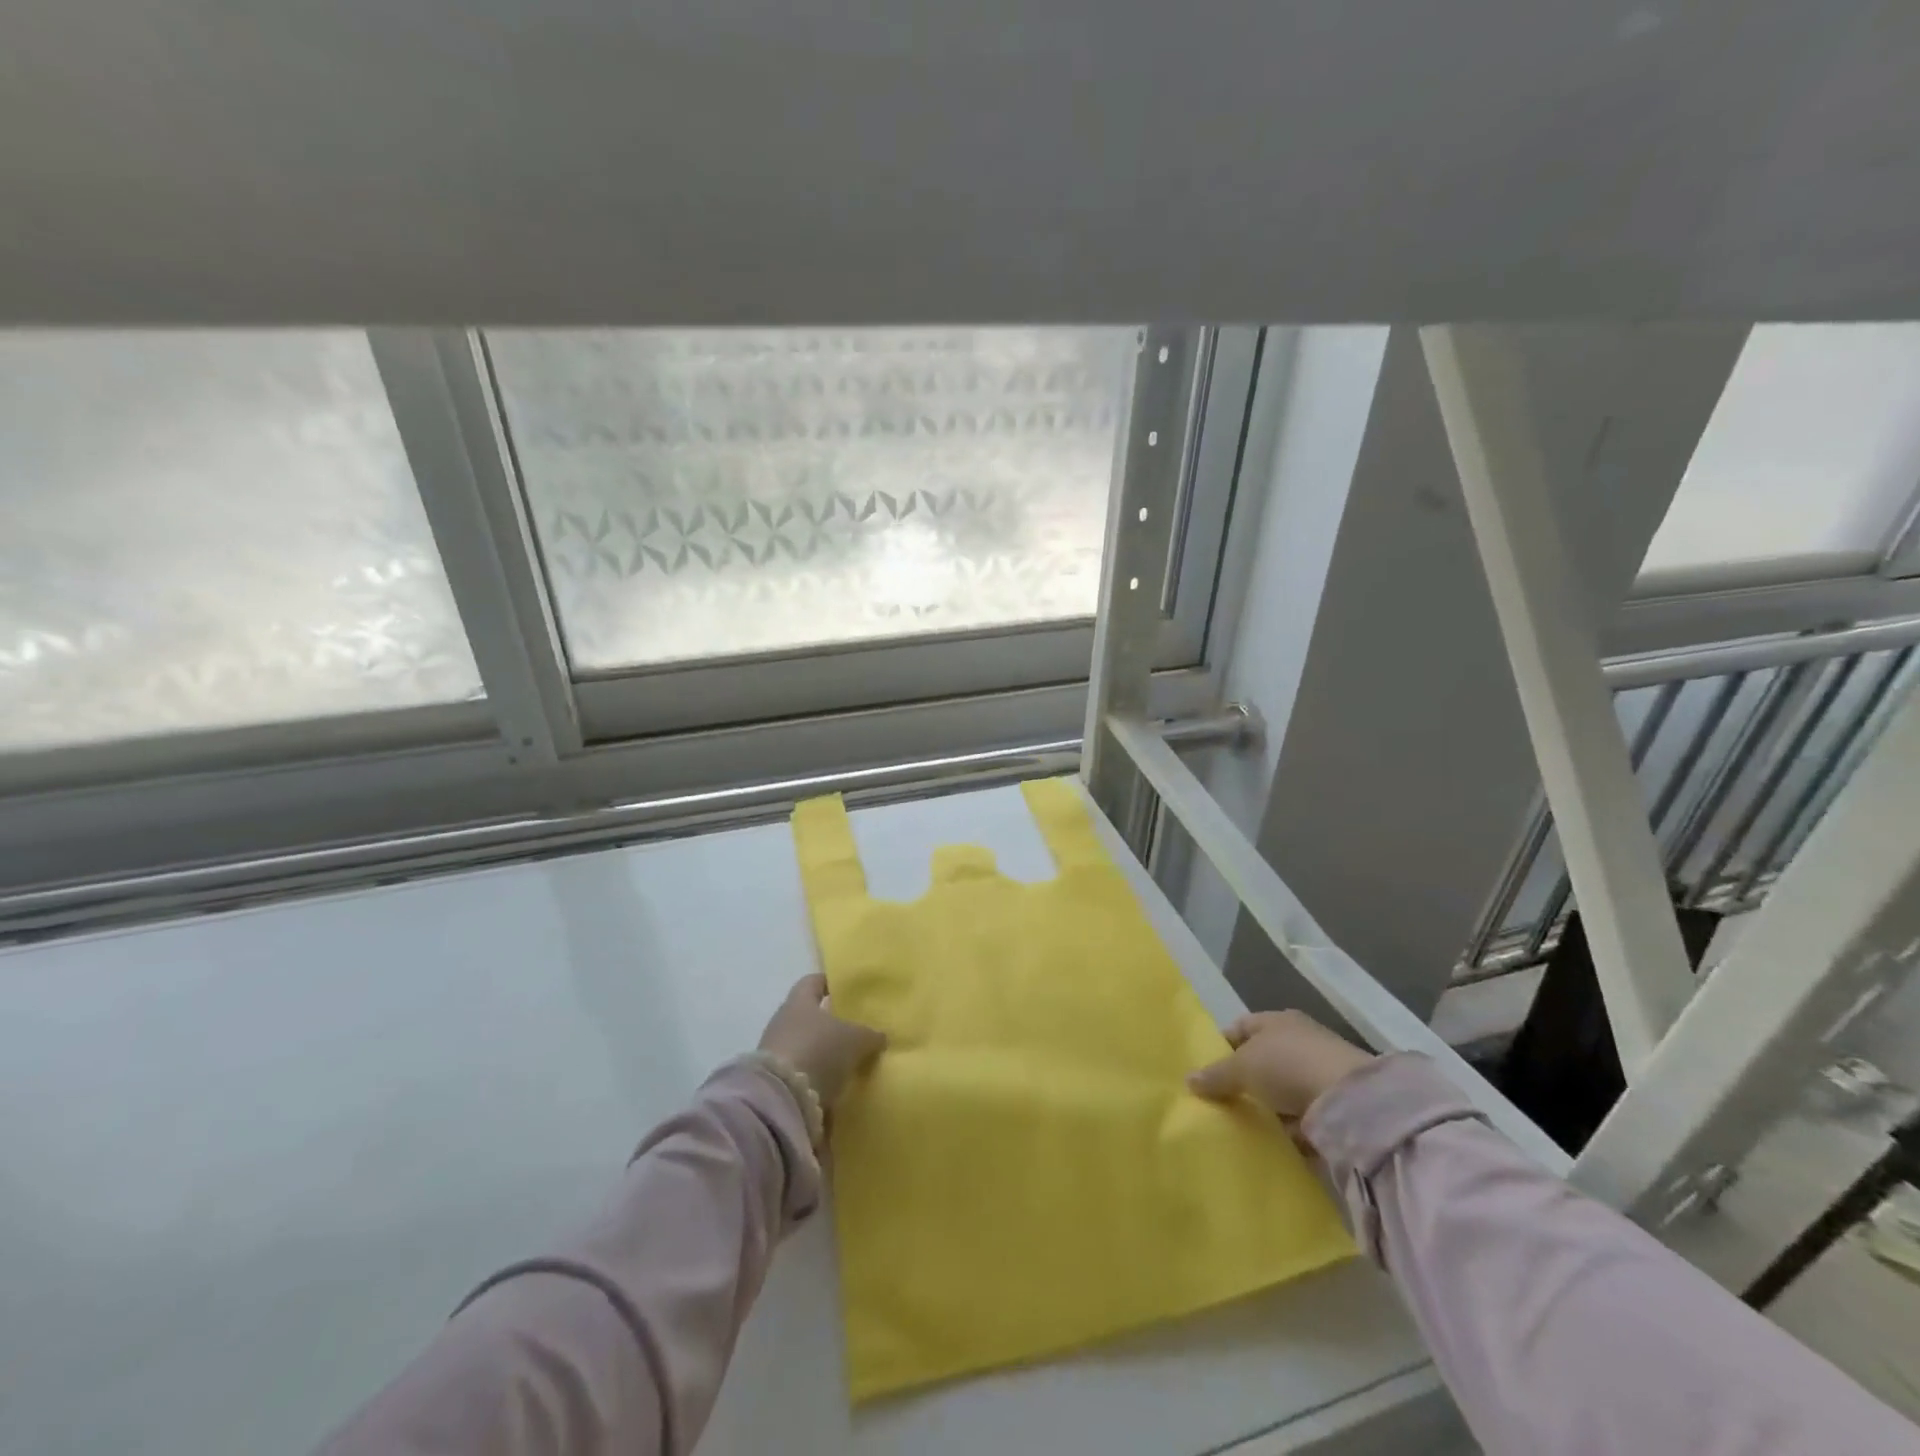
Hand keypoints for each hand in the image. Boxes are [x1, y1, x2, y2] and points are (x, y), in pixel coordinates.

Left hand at [758, 974, 887, 1109]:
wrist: (781, 1099)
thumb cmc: (818, 1051)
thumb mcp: (855, 1040)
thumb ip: (869, 1035)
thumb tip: (880, 1036)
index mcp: (799, 1001)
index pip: (813, 982)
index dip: (830, 983)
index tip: (847, 990)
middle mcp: (783, 1022)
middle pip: (810, 1017)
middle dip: (831, 1025)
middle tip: (857, 1032)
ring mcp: (776, 1054)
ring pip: (807, 1047)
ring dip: (824, 1055)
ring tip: (849, 1064)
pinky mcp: (776, 1083)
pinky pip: (802, 1075)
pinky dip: (817, 1080)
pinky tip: (836, 1089)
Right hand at [1187, 1010, 1372, 1123]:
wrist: (1350, 1100)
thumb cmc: (1287, 1066)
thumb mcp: (1241, 1067)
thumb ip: (1215, 1075)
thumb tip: (1188, 1080)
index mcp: (1276, 1020)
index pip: (1241, 1028)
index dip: (1222, 1047)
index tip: (1207, 1072)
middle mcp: (1298, 1039)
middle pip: (1262, 1059)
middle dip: (1245, 1080)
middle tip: (1223, 1101)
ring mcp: (1319, 1070)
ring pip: (1283, 1088)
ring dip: (1270, 1105)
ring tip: (1246, 1126)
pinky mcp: (1336, 1102)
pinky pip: (1303, 1114)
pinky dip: (1291, 1127)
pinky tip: (1276, 1141)